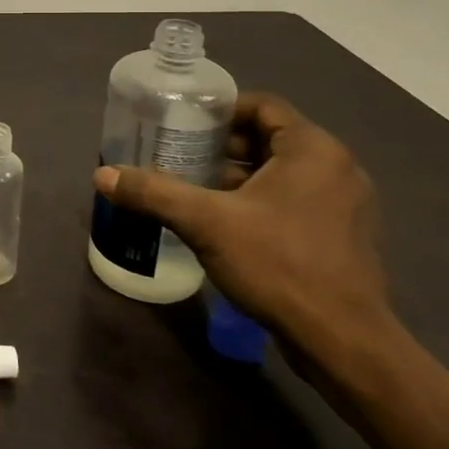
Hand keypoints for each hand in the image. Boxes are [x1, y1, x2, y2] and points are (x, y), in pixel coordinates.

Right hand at [92, 93, 391, 365]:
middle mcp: (336, 168)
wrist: (343, 342)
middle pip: (271, 139)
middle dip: (224, 146)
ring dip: (240, 176)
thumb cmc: (278, 265)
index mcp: (313, 150)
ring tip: (195, 189)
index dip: (221, 110)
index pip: (263, 106)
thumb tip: (103, 176)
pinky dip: (261, 201)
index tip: (184, 123)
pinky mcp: (342, 237)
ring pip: (283, 173)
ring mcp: (345, 205)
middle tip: (180, 156)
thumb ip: (154, 193)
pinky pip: (295, 201)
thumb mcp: (205, 223)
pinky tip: (226, 224)